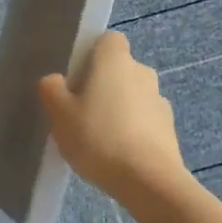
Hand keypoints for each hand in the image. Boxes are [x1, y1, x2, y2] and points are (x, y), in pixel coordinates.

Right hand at [38, 32, 187, 200]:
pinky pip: (144, 121)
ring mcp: (160, 102)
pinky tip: (115, 155)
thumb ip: (51, 89)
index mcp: (115, 60)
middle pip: (119, 69)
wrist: (149, 182)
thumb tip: (56, 81)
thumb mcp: (59, 113)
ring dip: (118, 108)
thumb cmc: (98, 137)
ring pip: (132, 96)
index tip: (75, 75)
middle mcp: (142, 72)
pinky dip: (131, 131)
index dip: (91, 53)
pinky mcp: (169, 130)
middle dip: (102, 83)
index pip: (108, 40)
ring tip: (96, 138)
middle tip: (79, 109)